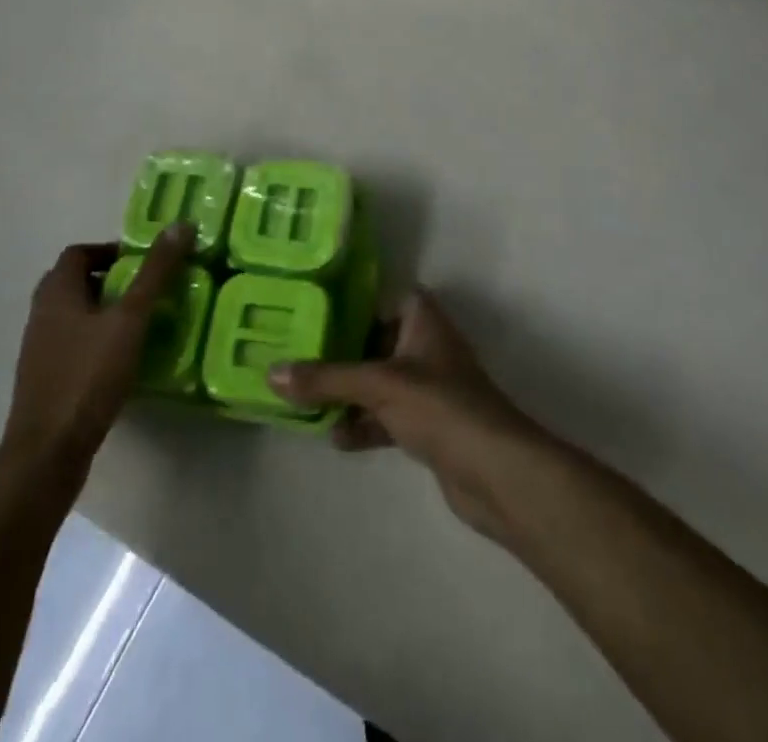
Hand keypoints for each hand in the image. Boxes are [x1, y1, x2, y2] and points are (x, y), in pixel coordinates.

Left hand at [0, 221, 191, 474]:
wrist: (48, 452)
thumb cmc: (88, 376)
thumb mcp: (130, 319)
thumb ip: (155, 272)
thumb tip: (180, 224)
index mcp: (56, 292)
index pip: (78, 252)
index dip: (110, 250)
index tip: (143, 261)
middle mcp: (42, 314)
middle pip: (75, 282)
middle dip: (111, 279)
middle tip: (146, 288)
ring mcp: (40, 350)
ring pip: (74, 315)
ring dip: (105, 310)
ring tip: (141, 322)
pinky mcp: (46, 379)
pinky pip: (73, 344)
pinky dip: (97, 340)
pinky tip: (123, 358)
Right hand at [269, 288, 549, 539]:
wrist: (495, 471)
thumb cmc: (439, 405)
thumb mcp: (378, 385)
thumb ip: (325, 379)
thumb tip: (272, 373)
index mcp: (422, 320)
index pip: (384, 296)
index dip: (353, 301)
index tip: (313, 310)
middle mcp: (426, 347)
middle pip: (376, 340)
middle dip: (340, 352)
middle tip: (298, 356)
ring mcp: (429, 388)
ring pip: (379, 382)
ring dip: (348, 393)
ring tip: (306, 401)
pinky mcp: (428, 426)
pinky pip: (387, 416)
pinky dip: (364, 424)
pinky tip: (336, 439)